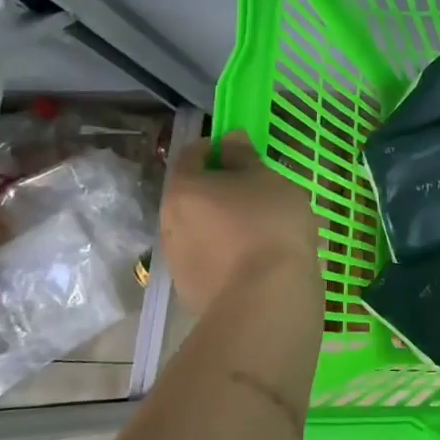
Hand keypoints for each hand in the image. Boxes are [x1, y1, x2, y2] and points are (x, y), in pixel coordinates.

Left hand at [159, 132, 320, 315]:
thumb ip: (245, 157)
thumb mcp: (269, 180)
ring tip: (263, 234)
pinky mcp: (192, 291)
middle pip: (194, 196)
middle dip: (221, 192)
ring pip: (202, 231)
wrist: (266, 299)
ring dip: (225, 226)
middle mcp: (169, 222)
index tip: (244, 152)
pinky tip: (259, 263)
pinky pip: (212, 261)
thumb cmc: (270, 226)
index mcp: (184, 188)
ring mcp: (177, 260)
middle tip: (258, 195)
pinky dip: (229, 256)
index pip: (193, 154)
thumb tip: (229, 140)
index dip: (217, 148)